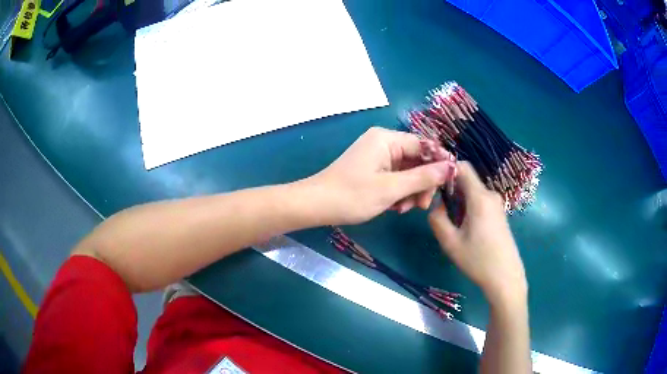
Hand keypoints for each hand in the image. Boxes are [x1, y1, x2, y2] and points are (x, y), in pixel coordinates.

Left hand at [304, 127, 455, 224]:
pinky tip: (395, 207)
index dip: (439, 163)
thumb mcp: (392, 188)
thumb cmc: (352, 195)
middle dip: (422, 183)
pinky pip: (396, 177)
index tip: (448, 184)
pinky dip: (399, 192)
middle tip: (421, 205)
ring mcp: (377, 155)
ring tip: (403, 209)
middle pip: (417, 159)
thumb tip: (451, 167)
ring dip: (411, 190)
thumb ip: (424, 177)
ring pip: (407, 171)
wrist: (316, 205)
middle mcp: (383, 142)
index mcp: (387, 139)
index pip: (424, 145)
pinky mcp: (373, 168)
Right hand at [428, 162, 526, 306]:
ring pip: (472, 191)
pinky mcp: (498, 214)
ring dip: (458, 201)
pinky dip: (467, 207)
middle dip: (449, 189)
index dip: (446, 170)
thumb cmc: (478, 260)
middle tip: (437, 210)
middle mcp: (490, 195)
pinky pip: (479, 201)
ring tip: (451, 223)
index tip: (432, 183)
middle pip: (466, 180)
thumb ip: (437, 219)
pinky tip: (464, 228)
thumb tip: (436, 205)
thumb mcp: (450, 242)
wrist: (506, 277)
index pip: (462, 166)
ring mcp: (496, 204)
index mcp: (479, 197)